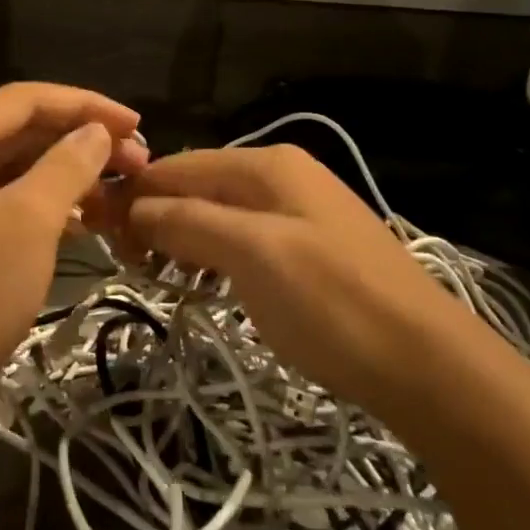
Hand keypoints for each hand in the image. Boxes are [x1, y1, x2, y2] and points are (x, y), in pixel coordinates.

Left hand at [0, 83, 148, 412]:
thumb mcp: (27, 223)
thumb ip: (67, 166)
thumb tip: (97, 132)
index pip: (25, 99)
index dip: (86, 105)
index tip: (137, 124)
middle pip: (19, 131)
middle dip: (79, 142)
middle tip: (137, 162)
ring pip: (12, 169)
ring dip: (65, 176)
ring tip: (119, 193)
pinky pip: (0, 203)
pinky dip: (41, 207)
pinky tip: (83, 222)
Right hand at [111, 145, 467, 413]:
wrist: (428, 364)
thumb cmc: (332, 302)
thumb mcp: (251, 254)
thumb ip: (188, 221)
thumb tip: (134, 207)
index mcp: (267, 164)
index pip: (180, 166)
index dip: (137, 194)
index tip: (100, 234)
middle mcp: (282, 176)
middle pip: (200, 186)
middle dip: (159, 218)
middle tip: (131, 265)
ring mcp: (300, 212)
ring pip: (221, 214)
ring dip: (184, 239)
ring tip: (161, 278)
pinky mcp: (311, 249)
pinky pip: (246, 240)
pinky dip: (216, 257)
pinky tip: (205, 283)